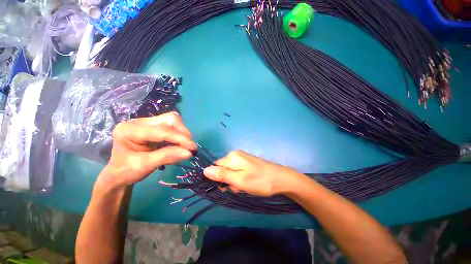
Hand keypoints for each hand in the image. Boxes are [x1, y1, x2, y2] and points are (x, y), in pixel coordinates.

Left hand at [97, 112, 196, 188]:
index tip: (193, 148)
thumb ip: (167, 157)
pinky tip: (180, 143)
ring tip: (185, 146)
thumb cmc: (127, 172)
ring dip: (182, 133)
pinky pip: (171, 125)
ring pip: (172, 120)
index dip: (180, 138)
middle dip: (183, 133)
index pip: (161, 130)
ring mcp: (146, 122)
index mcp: (129, 130)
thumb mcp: (145, 166)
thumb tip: (189, 153)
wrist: (118, 173)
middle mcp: (138, 122)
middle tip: (189, 147)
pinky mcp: (153, 126)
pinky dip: (179, 134)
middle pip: (169, 119)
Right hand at [203, 151, 305, 196]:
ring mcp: (242, 158)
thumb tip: (205, 170)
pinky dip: (240, 179)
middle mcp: (236, 155)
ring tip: (244, 186)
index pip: (215, 166)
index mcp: (232, 156)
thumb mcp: (239, 180)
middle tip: (238, 187)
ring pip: (230, 172)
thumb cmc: (260, 180)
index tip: (226, 186)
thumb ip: (222, 175)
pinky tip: (248, 183)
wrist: (281, 179)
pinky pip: (238, 171)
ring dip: (234, 181)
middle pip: (223, 169)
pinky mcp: (247, 163)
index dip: (218, 178)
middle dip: (228, 180)